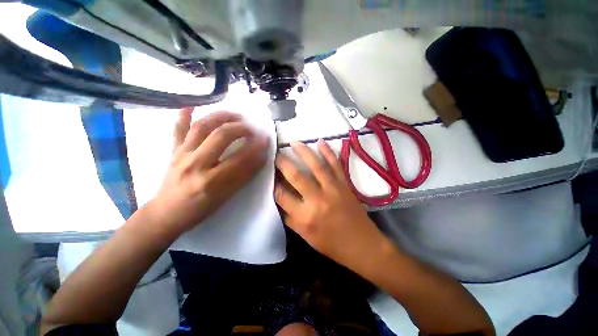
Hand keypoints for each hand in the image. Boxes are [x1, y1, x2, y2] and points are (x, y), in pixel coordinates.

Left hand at [149, 108, 268, 237]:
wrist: (167, 213)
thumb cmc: (200, 209)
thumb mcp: (226, 197)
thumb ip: (244, 176)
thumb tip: (260, 158)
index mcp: (212, 181)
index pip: (241, 159)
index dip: (256, 148)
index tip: (266, 140)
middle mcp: (196, 164)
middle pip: (221, 136)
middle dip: (241, 129)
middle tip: (253, 129)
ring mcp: (182, 154)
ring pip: (202, 126)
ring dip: (222, 117)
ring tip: (236, 115)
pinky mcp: (173, 151)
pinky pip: (178, 129)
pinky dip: (184, 115)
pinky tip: (192, 105)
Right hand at [275, 140, 388, 268]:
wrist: (362, 245)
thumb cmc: (332, 244)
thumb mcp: (305, 236)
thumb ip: (291, 218)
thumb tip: (281, 201)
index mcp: (305, 217)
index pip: (282, 196)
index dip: (274, 185)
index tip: (271, 176)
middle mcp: (317, 200)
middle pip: (296, 177)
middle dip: (283, 163)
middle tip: (277, 155)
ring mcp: (333, 189)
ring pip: (316, 166)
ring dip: (304, 152)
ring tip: (294, 142)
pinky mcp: (344, 184)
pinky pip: (336, 165)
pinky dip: (328, 152)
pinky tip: (321, 142)